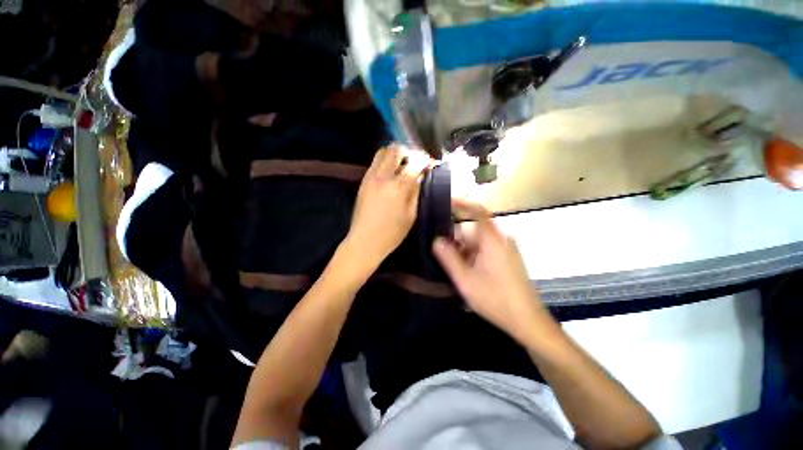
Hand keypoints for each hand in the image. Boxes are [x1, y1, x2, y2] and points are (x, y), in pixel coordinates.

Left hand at [345, 145, 431, 269]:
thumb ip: (416, 192)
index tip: (429, 163)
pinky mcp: (363, 181)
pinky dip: (384, 161)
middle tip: (414, 162)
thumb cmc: (392, 233)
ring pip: (382, 152)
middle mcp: (383, 176)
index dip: (425, 159)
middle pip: (396, 150)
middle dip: (408, 152)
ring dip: (394, 154)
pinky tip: (390, 174)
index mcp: (399, 186)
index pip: (414, 162)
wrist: (364, 241)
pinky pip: (375, 163)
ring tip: (402, 165)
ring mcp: (370, 177)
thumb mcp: (411, 215)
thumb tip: (420, 177)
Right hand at [433, 199, 550, 341]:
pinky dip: (473, 256)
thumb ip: (448, 258)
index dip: (461, 204)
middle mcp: (501, 240)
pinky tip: (467, 272)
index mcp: (492, 240)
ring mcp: (506, 250)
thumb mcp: (465, 279)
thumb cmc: (495, 299)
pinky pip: (486, 250)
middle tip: (440, 250)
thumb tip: (436, 240)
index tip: (445, 203)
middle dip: (457, 238)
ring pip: (479, 241)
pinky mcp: (508, 259)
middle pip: (474, 229)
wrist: (527, 321)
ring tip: (453, 266)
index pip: (477, 211)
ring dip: (464, 250)